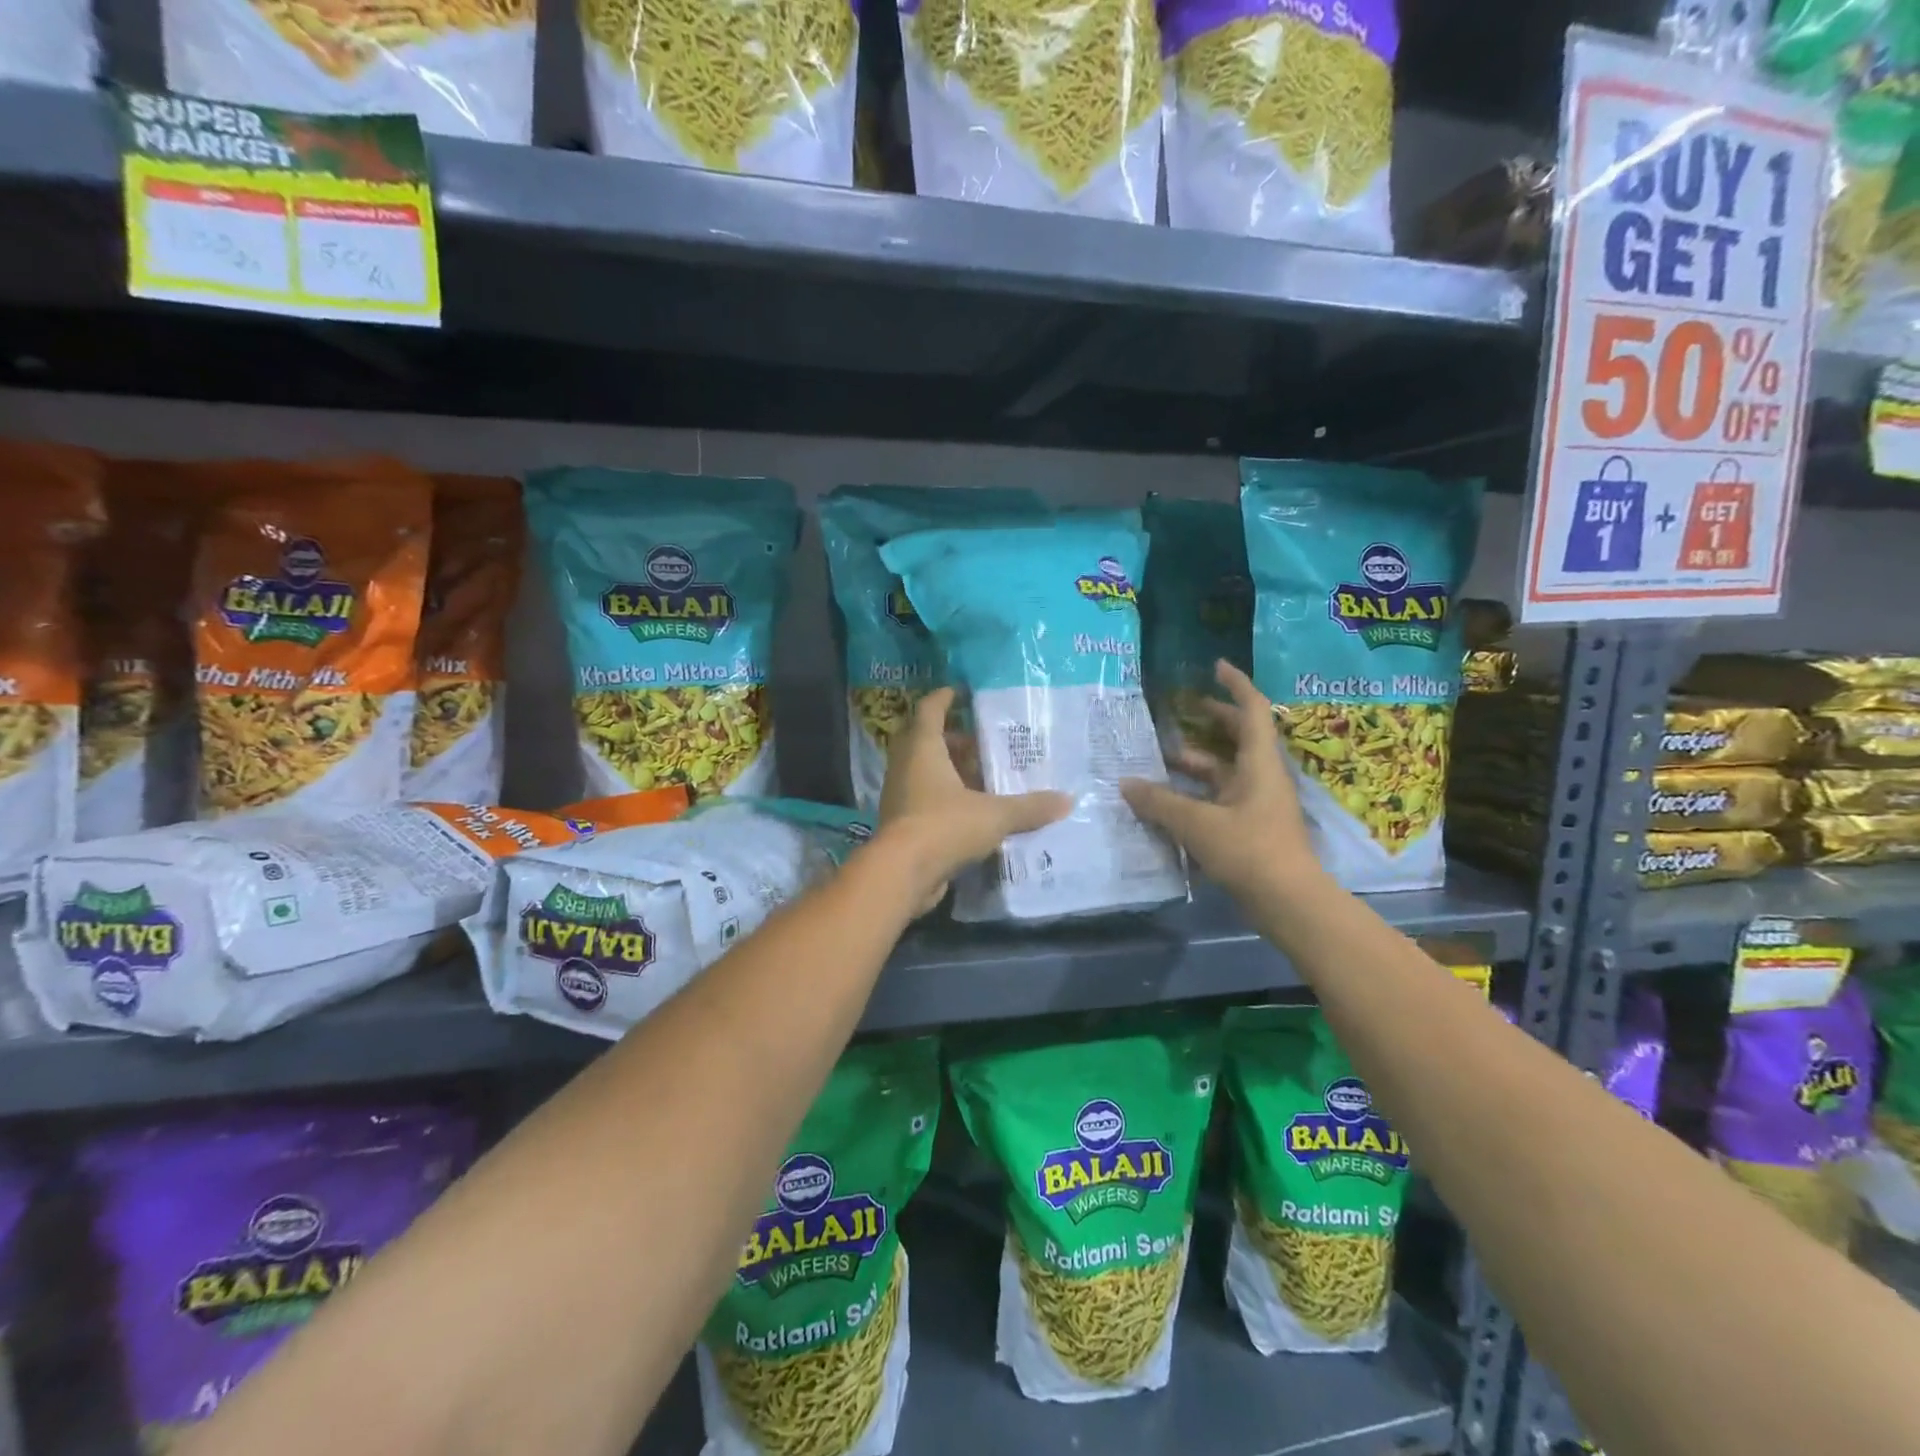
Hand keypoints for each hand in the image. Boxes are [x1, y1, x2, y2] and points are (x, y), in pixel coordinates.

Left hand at [877, 687, 1070, 912]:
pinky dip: (946, 797)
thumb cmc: (944, 827)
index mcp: (923, 749)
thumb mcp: (994, 815)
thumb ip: (1029, 807)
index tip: (961, 691)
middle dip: (954, 739)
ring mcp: (900, 796)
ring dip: (950, 770)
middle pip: (926, 741)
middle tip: (984, 742)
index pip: (930, 710)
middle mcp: (906, 766)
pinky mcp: (902, 823)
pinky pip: (924, 799)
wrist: (901, 874)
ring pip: (925, 771)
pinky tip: (973, 810)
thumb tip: (1067, 801)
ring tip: (985, 777)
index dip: (945, 698)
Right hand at [1121, 661, 1322, 904]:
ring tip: (1161, 760)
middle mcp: (1261, 778)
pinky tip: (1168, 802)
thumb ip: (1160, 802)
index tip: (1215, 667)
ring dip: (1197, 763)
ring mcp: (1257, 805)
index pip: (1252, 710)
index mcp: (1258, 764)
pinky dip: (1196, 794)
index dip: (1235, 685)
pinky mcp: (1250, 829)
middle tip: (1183, 711)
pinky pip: (1219, 799)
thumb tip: (1126, 784)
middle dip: (1212, 721)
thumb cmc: (1249, 851)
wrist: (1289, 903)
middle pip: (1239, 738)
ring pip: (1225, 772)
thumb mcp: (1197, 824)